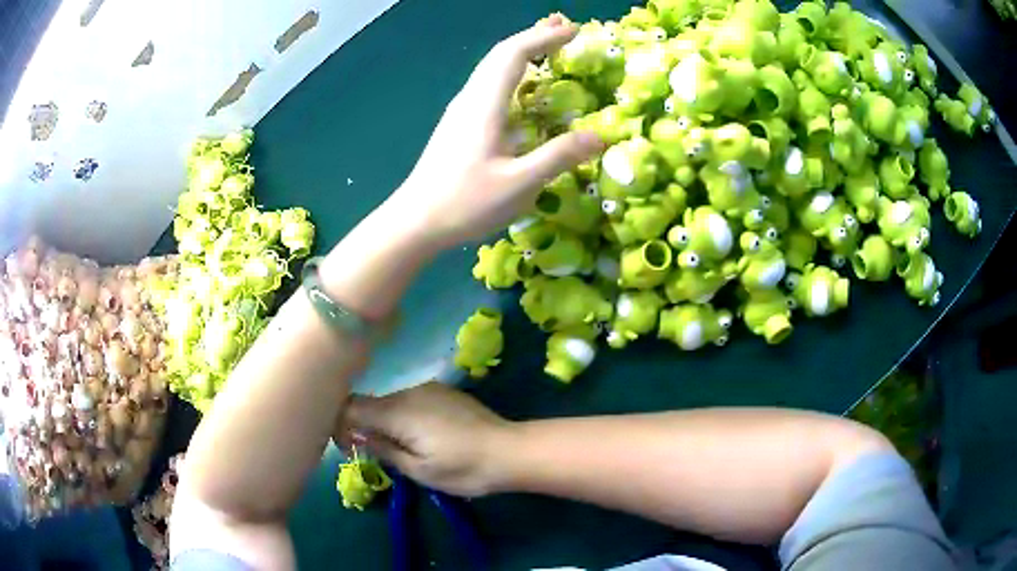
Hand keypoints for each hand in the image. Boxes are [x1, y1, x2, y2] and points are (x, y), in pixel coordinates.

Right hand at [339, 382, 513, 496]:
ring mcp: (428, 388)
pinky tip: (421, 435)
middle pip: (370, 403)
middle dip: (363, 425)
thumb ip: (383, 450)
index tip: (345, 446)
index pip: (351, 407)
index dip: (340, 424)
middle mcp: (408, 391)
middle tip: (371, 453)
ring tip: (399, 448)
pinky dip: (404, 416)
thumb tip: (357, 436)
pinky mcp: (444, 391)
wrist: (510, 450)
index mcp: (397, 411)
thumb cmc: (463, 468)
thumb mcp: (418, 470)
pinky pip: (411, 400)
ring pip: (391, 402)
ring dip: (386, 421)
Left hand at [379, 15, 604, 249]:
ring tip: (546, 46)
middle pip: (501, 54)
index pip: (515, 54)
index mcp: (485, 104)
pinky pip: (489, 85)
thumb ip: (559, 157)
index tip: (574, 30)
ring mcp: (461, 111)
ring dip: (521, 52)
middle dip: (534, 36)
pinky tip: (522, 86)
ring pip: (492, 68)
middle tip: (563, 28)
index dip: (545, 38)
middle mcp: (470, 99)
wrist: (416, 221)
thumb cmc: (465, 203)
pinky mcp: (459, 125)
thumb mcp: (520, 184)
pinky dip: (512, 73)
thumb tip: (600, 136)